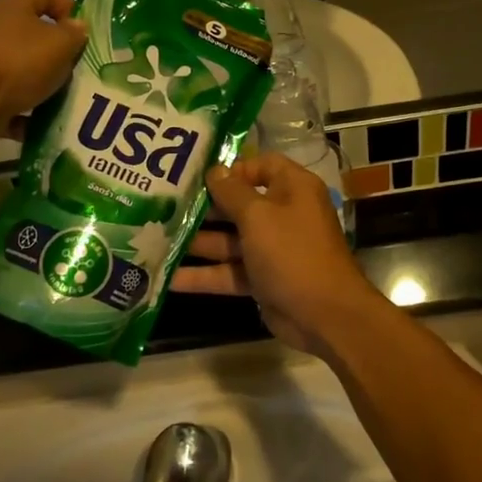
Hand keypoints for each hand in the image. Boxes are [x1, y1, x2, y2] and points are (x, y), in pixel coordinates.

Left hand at [0, 0, 86, 154]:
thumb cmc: (16, 62)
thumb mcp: (58, 44)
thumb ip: (74, 34)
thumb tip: (78, 27)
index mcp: (14, 7)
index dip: (67, 5)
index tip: (85, 31)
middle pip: (36, 35)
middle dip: (62, 54)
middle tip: (84, 70)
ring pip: (27, 73)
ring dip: (48, 88)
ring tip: (72, 101)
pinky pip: (15, 104)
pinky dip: (31, 117)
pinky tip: (49, 126)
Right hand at [173, 153, 384, 358]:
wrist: (325, 315)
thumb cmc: (292, 252)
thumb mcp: (258, 216)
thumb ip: (232, 192)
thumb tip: (214, 171)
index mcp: (292, 188)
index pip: (261, 166)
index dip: (232, 169)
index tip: (199, 177)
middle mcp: (284, 214)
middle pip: (240, 204)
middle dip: (205, 207)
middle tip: (164, 206)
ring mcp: (273, 249)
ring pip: (230, 240)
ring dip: (198, 242)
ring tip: (157, 239)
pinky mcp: (264, 278)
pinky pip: (230, 271)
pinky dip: (204, 275)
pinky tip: (168, 278)